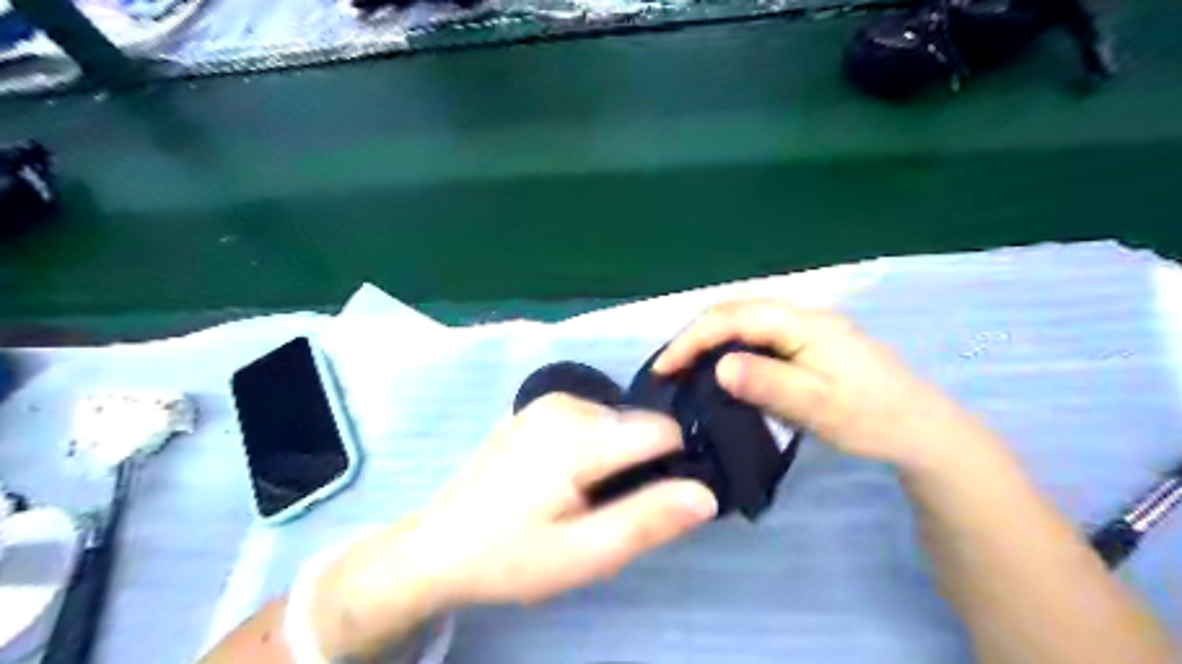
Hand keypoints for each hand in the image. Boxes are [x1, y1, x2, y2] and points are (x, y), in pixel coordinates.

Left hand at [414, 394, 715, 605]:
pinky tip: (563, 481)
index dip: (671, 468)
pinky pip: (591, 421)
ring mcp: (549, 402)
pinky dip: (594, 448)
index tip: (649, 505)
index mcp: (579, 433)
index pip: (663, 431)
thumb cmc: (511, 555)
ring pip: (617, 424)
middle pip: (639, 427)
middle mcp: (567, 403)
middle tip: (604, 512)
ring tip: (582, 499)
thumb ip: (648, 520)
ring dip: (616, 459)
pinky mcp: (538, 409)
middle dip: (639, 467)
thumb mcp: (585, 553)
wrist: (440, 545)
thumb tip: (706, 493)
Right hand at [655, 300, 989, 465]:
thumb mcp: (819, 407)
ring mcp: (807, 327)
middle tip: (670, 368)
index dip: (692, 339)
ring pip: (746, 321)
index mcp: (804, 323)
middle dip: (696, 335)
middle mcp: (803, 315)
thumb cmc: (872, 419)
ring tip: (687, 367)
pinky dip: (731, 346)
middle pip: (736, 310)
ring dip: (711, 339)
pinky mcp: (809, 343)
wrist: (923, 431)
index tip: (665, 368)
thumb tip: (719, 366)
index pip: (734, 317)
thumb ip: (769, 384)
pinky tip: (723, 368)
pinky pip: (759, 335)